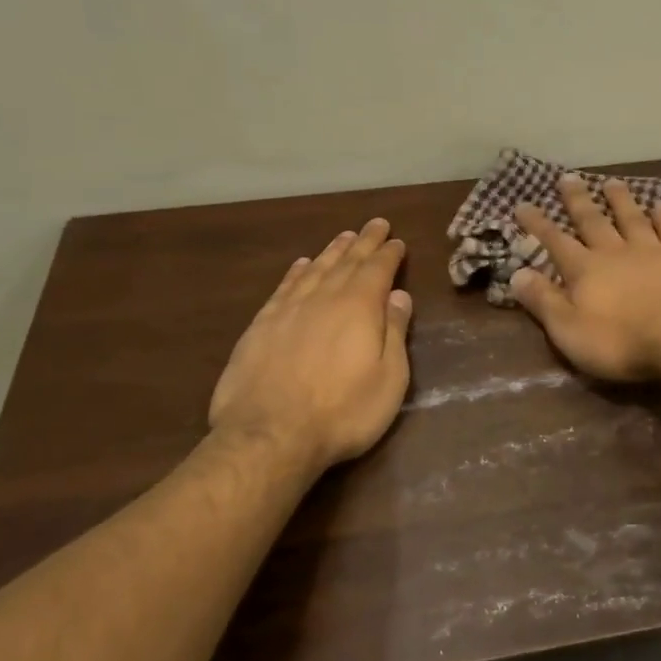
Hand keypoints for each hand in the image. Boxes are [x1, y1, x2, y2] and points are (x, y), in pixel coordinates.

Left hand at [209, 218, 412, 474]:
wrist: (270, 435)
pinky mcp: (261, 326)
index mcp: (360, 307)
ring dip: (332, 251)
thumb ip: (395, 332)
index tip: (397, 241)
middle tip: (375, 225)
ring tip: (344, 236)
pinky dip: (296, 272)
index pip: (378, 270)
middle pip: (347, 262)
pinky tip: (302, 265)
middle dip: (364, 242)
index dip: (389, 254)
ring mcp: (288, 310)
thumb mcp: (389, 378)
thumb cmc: (343, 411)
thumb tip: (399, 295)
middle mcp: (324, 298)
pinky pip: (284, 287)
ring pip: (315, 269)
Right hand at [511, 177, 660, 381]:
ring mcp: (652, 251)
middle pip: (593, 221)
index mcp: (584, 270)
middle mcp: (615, 252)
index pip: (555, 242)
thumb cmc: (620, 341)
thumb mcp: (569, 329)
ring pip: (631, 218)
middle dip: (577, 200)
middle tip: (568, 177)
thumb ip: (543, 301)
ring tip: (611, 182)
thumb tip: (516, 274)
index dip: (537, 224)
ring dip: (620, 200)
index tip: (523, 204)